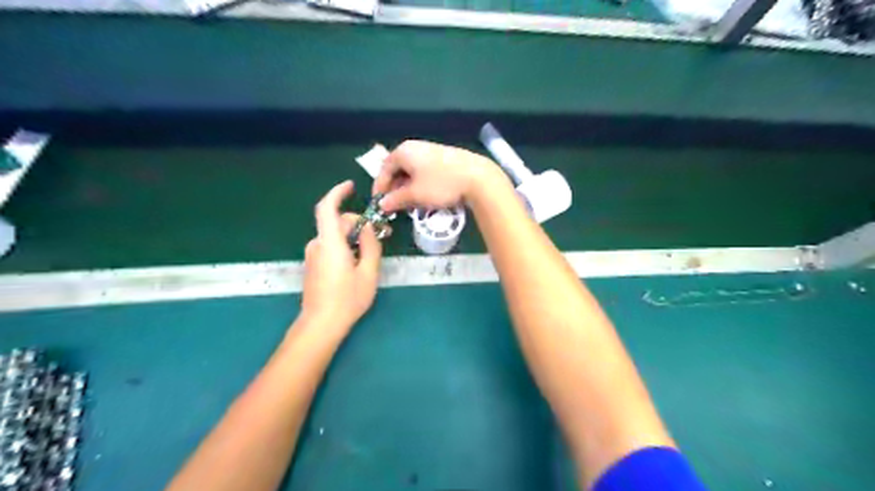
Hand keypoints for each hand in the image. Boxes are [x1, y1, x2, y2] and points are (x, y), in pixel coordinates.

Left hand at [302, 180, 383, 334]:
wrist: (321, 324)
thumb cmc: (347, 299)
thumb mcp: (368, 272)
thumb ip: (370, 245)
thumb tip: (367, 228)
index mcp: (330, 243)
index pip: (327, 208)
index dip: (337, 193)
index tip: (351, 186)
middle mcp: (317, 245)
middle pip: (336, 222)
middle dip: (357, 222)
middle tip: (379, 234)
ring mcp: (313, 255)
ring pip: (334, 235)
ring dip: (352, 236)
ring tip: (372, 250)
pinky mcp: (313, 265)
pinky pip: (330, 246)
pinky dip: (345, 245)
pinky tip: (358, 260)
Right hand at [370, 139, 506, 213]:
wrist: (477, 177)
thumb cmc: (441, 184)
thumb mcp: (415, 195)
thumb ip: (395, 199)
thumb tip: (381, 204)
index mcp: (404, 151)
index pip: (384, 169)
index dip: (380, 187)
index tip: (379, 203)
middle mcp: (415, 147)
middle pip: (398, 169)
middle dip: (395, 189)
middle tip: (395, 206)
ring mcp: (431, 152)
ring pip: (412, 171)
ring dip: (407, 188)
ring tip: (410, 204)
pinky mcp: (444, 159)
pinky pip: (424, 172)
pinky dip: (420, 184)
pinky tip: (425, 197)